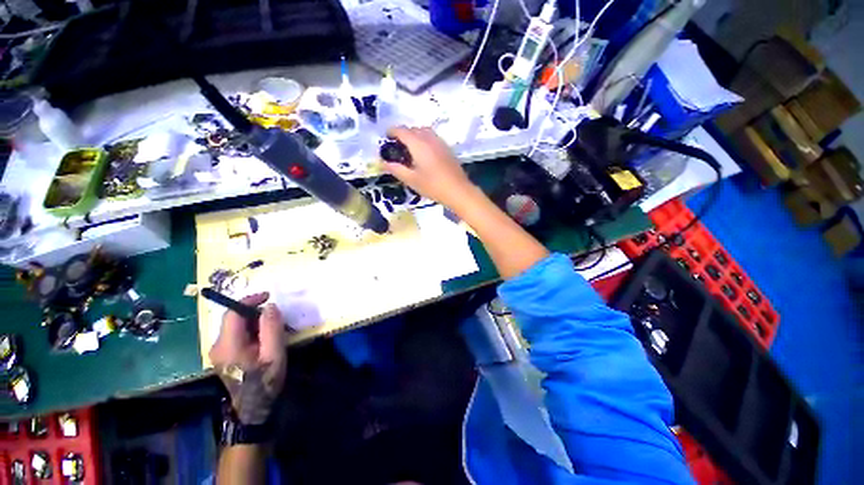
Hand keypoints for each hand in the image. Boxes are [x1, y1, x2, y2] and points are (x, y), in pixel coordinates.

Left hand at [209, 292, 286, 424]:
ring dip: (254, 322)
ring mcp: (219, 352)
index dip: (250, 300)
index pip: (233, 313)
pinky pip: (237, 335)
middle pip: (234, 319)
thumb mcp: (274, 353)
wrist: (253, 409)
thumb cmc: (265, 381)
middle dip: (255, 312)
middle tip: (276, 317)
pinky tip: (264, 339)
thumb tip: (270, 306)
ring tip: (273, 329)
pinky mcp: (224, 356)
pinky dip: (251, 331)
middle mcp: (217, 346)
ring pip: (236, 326)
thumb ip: (271, 328)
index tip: (268, 296)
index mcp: (228, 345)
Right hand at [383, 127, 477, 207]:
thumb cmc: (433, 186)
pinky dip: (425, 140)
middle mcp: (429, 139)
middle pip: (414, 129)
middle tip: (397, 147)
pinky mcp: (447, 149)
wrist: (458, 191)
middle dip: (403, 134)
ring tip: (410, 149)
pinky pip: (433, 138)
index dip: (392, 132)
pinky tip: (424, 154)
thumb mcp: (411, 180)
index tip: (386, 137)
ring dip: (415, 136)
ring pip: (424, 132)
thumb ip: (396, 169)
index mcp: (418, 144)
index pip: (402, 131)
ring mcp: (440, 142)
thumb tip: (383, 163)